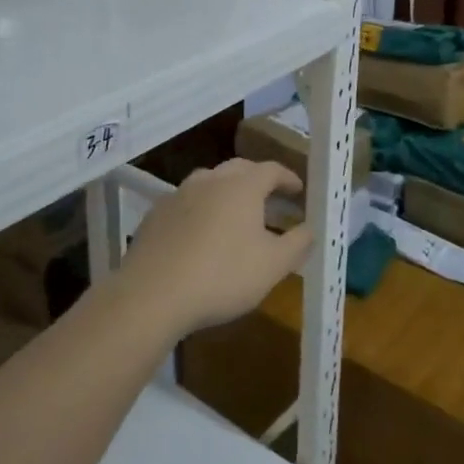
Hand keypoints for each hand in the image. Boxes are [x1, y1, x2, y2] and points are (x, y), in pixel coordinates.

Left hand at [112, 159, 314, 340]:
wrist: (152, 294)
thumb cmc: (222, 276)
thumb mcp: (273, 266)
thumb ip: (298, 244)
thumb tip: (311, 229)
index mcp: (242, 185)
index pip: (272, 169)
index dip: (289, 178)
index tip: (299, 191)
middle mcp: (210, 179)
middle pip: (239, 169)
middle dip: (259, 180)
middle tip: (272, 199)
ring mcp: (178, 194)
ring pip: (210, 183)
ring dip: (227, 193)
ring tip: (236, 216)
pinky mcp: (156, 214)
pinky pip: (187, 204)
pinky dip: (202, 211)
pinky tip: (202, 235)